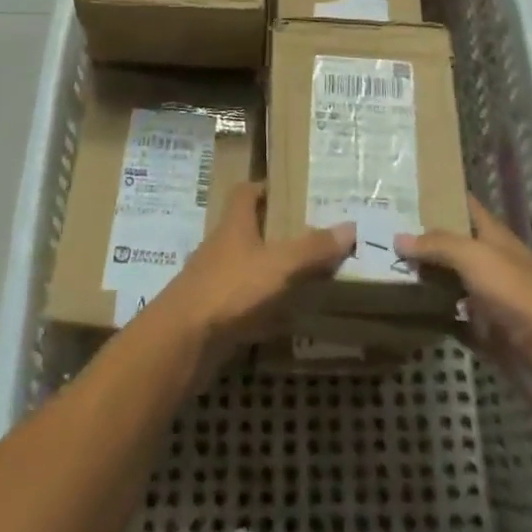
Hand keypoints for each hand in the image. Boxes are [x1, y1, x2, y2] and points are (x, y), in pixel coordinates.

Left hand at [147, 182, 353, 365]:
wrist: (181, 343)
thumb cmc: (230, 289)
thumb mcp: (278, 265)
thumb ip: (312, 249)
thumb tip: (350, 227)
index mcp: (234, 225)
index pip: (244, 193)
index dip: (263, 188)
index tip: (288, 190)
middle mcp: (221, 248)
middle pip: (247, 230)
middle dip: (274, 232)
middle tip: (311, 235)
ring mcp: (214, 283)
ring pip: (247, 268)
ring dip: (270, 271)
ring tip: (306, 275)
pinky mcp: (213, 316)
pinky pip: (244, 304)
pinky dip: (264, 308)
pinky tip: (287, 319)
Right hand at [397, 194, 531, 400]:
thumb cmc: (519, 296)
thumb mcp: (477, 258)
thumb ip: (438, 245)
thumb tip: (399, 237)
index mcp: (494, 238)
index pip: (464, 206)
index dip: (438, 196)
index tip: (402, 188)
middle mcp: (490, 264)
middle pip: (451, 245)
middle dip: (421, 238)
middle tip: (378, 230)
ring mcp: (488, 301)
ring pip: (449, 283)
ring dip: (423, 278)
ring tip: (381, 267)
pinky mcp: (485, 335)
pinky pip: (452, 321)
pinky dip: (432, 317)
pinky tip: (403, 311)